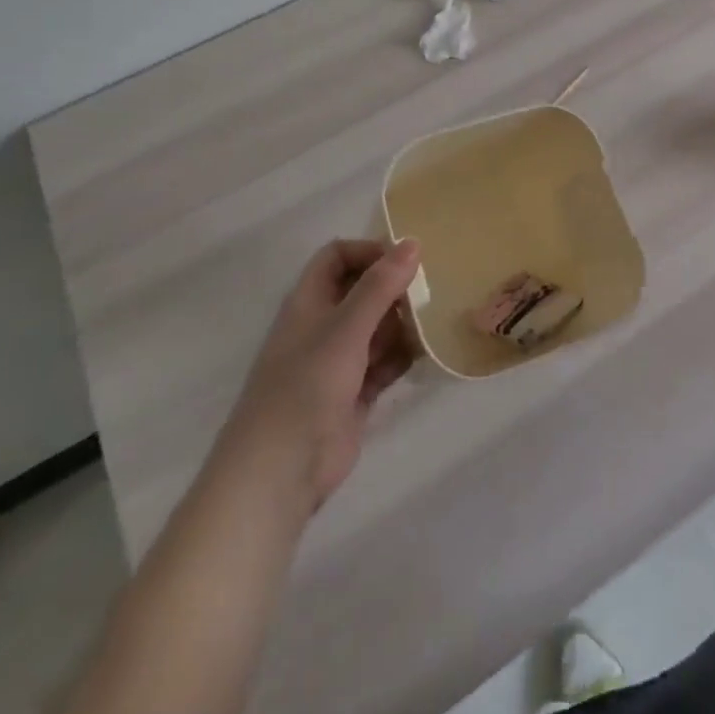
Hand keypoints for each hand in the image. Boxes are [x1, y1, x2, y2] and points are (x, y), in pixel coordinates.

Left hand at [237, 237, 420, 514]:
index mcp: (309, 302)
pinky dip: (403, 356)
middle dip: (394, 288)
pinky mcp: (355, 392)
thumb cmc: (307, 385)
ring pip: (377, 327)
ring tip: (434, 321)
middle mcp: (323, 326)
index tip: (405, 260)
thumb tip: (412, 242)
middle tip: (430, 290)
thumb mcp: (346, 328)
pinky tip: (428, 353)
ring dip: (403, 323)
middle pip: (362, 291)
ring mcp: (339, 361)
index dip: (368, 251)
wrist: (280, 470)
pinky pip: (385, 362)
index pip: (337, 257)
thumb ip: (379, 286)